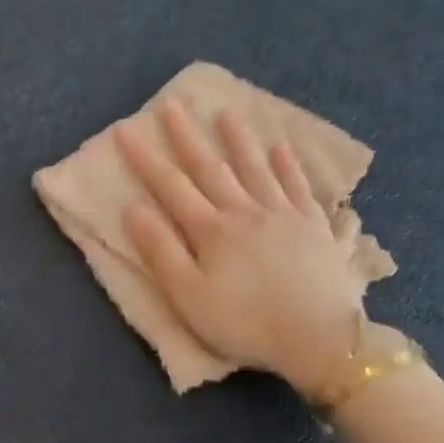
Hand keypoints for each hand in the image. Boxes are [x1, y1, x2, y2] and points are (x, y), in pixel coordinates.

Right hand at [117, 100, 370, 401]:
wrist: (318, 337)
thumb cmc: (244, 323)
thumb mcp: (189, 296)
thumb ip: (161, 252)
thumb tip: (134, 209)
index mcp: (211, 230)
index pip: (171, 186)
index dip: (146, 159)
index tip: (126, 130)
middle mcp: (245, 211)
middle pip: (211, 168)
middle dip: (187, 137)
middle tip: (171, 105)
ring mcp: (284, 215)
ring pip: (256, 169)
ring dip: (238, 141)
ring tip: (225, 114)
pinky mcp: (314, 227)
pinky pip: (299, 186)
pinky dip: (288, 166)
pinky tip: (282, 149)